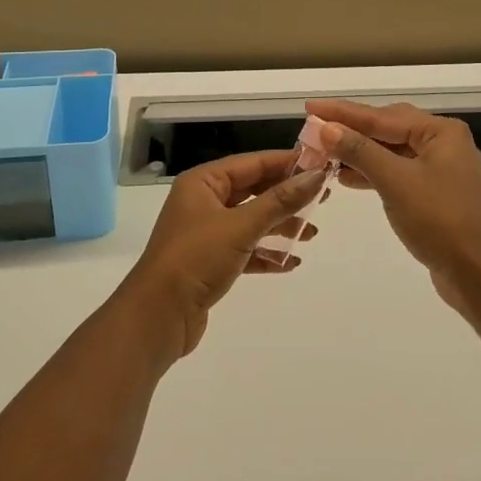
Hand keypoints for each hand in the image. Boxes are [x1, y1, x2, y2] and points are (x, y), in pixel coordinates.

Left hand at [120, 151, 324, 359]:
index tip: (321, 164)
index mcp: (203, 182)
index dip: (287, 163)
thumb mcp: (241, 226)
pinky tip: (291, 262)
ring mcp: (205, 233)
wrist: (157, 317)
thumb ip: (281, 201)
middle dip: (287, 196)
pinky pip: (245, 249)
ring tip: (312, 234)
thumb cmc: (196, 259)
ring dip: (280, 226)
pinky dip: (266, 253)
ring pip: (251, 220)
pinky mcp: (210, 262)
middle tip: (323, 199)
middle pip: (253, 190)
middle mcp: (203, 202)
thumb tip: (317, 175)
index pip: (253, 163)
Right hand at [305, 100, 480, 317]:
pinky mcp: (434, 194)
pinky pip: (396, 172)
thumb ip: (360, 151)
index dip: (342, 112)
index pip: (381, 116)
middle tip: (314, 129)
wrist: (480, 276)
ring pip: (391, 151)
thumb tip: (326, 127)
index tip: (310, 106)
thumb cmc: (440, 221)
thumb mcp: (396, 182)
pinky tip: (346, 177)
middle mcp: (443, 143)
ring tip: (323, 153)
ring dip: (359, 152)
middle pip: (387, 128)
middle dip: (350, 130)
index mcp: (440, 132)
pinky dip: (372, 172)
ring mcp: (440, 169)